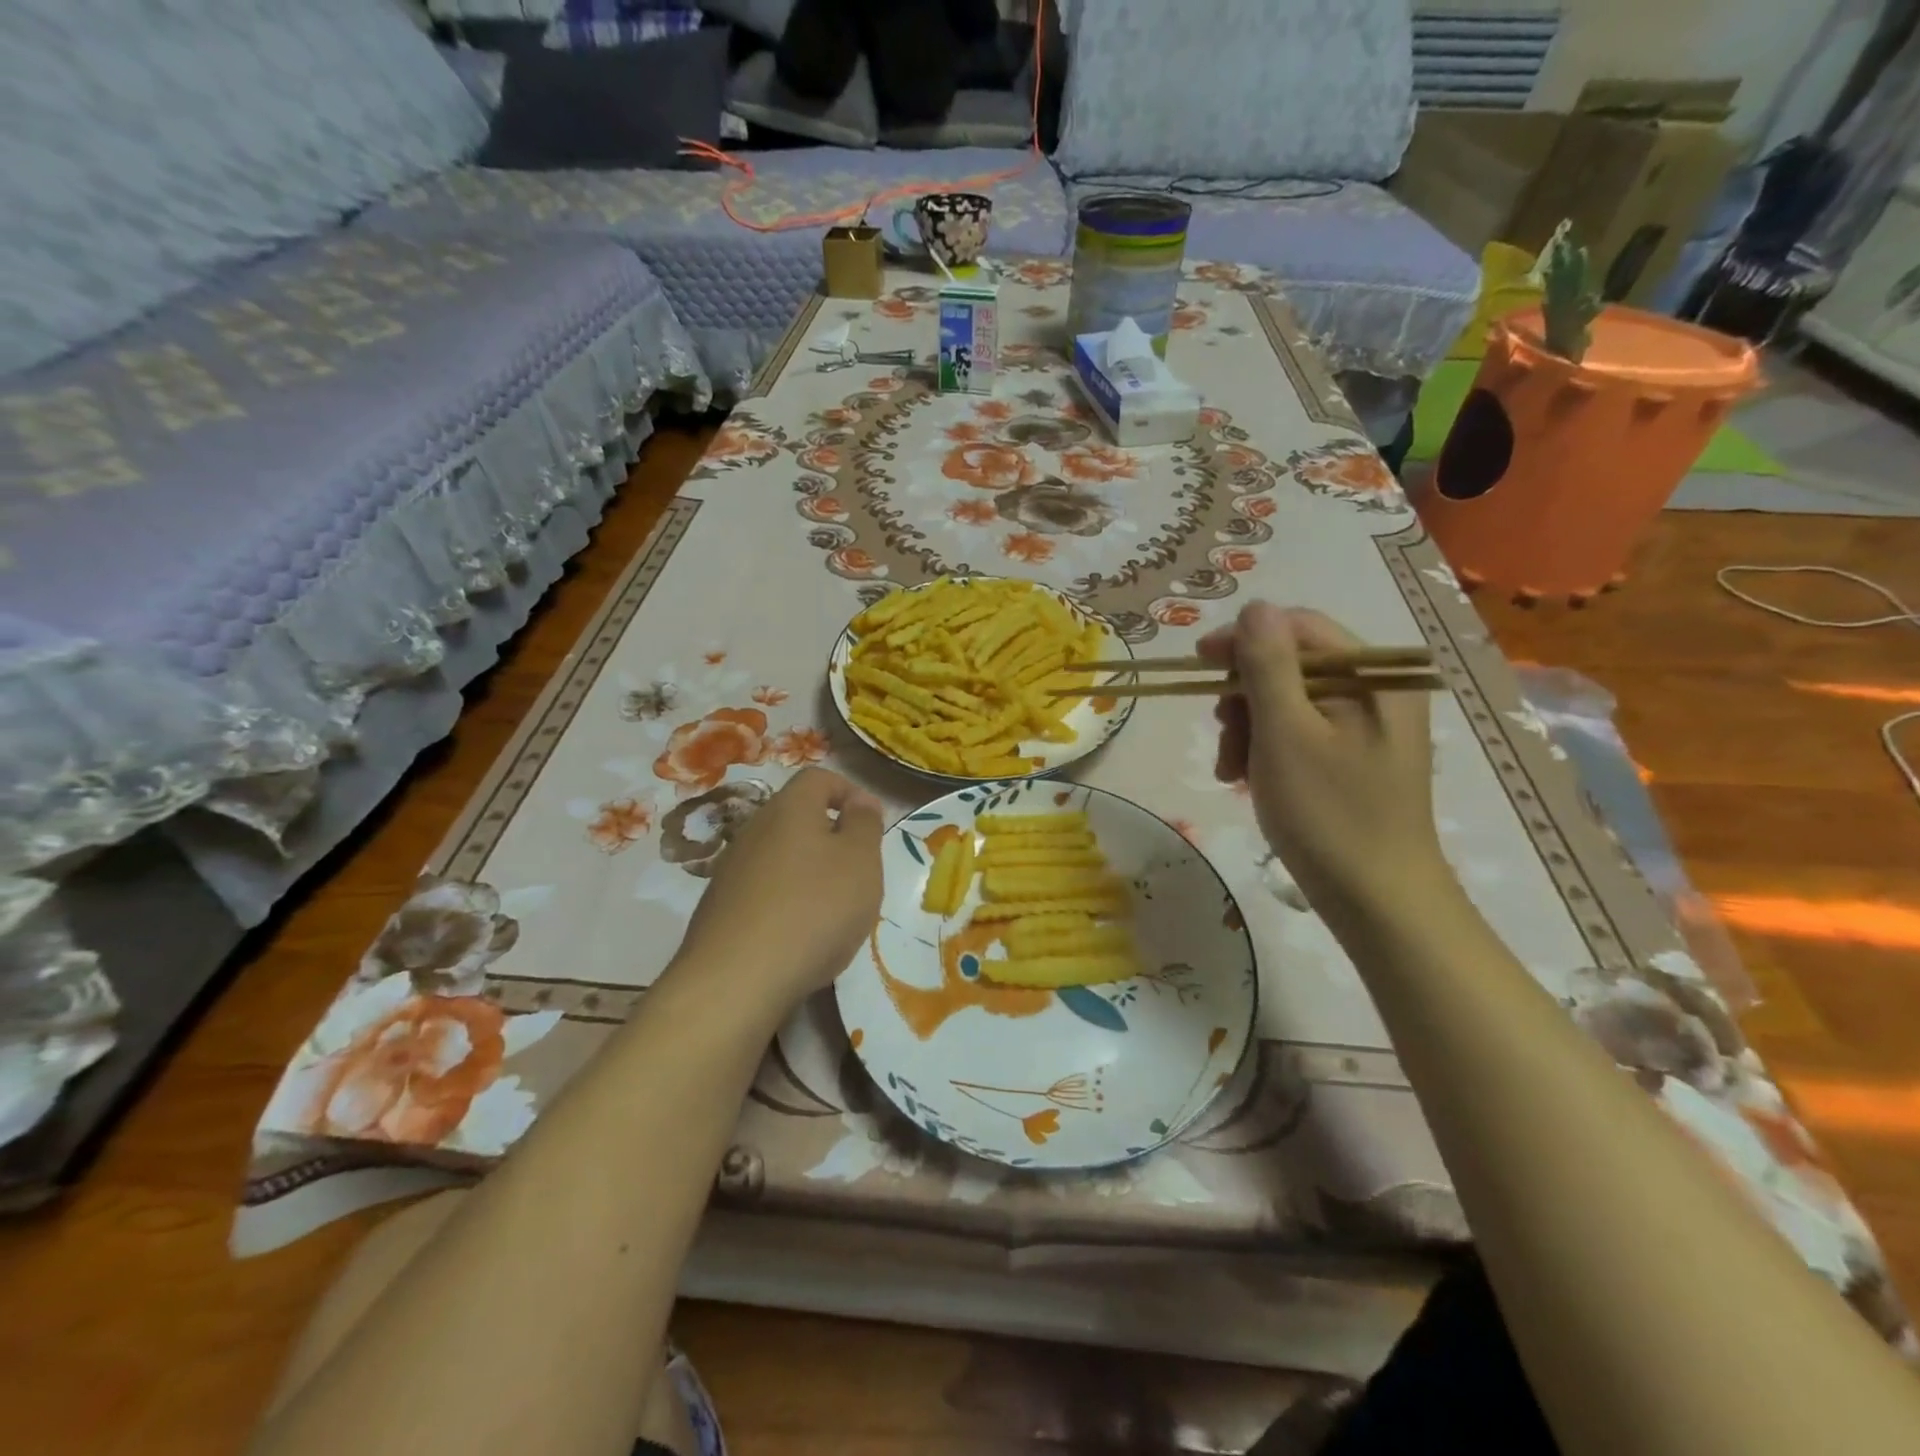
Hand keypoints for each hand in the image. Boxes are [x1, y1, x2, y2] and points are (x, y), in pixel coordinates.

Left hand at [674, 768, 884, 1012]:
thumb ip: (865, 824)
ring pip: (780, 856)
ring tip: (832, 910)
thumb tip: (860, 801)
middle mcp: (754, 829)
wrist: (736, 980)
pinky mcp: (719, 909)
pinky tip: (799, 936)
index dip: (849, 791)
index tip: (873, 823)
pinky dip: (786, 902)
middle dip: (831, 837)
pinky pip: (763, 891)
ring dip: (809, 872)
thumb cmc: (814, 908)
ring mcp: (731, 870)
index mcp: (790, 808)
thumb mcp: (860, 861)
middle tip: (858, 870)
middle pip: (797, 817)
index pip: (819, 778)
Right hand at [1200, 602, 1447, 924]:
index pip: (1299, 628)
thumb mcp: (1286, 733)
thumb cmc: (1328, 814)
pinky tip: (1248, 781)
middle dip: (1244, 696)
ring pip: (1288, 701)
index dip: (1244, 640)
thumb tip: (1255, 608)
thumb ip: (1267, 665)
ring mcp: (1367, 727)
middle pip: (1291, 665)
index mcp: (1374, 676)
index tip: (1197, 665)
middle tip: (1221, 735)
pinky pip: (1299, 733)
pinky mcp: (1354, 758)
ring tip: (1231, 771)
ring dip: (1248, 728)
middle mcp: (1377, 691)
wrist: (1376, 901)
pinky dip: (1266, 750)